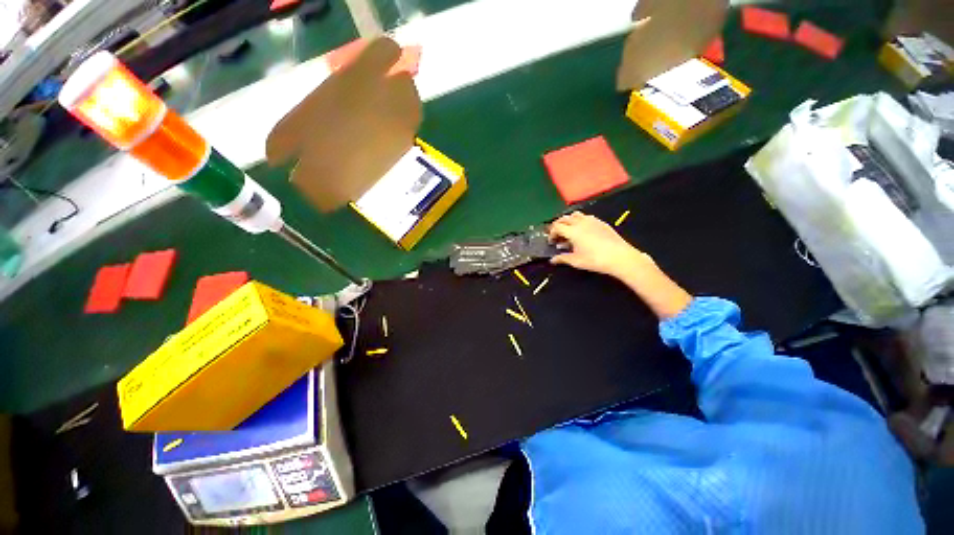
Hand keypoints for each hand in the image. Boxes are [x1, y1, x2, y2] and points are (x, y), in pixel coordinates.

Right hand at [548, 212, 691, 318]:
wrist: (620, 257)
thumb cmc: (595, 260)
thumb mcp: (576, 261)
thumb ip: (562, 258)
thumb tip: (552, 259)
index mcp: (573, 231)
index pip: (556, 227)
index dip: (551, 233)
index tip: (551, 241)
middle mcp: (581, 222)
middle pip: (564, 218)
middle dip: (558, 225)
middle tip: (556, 235)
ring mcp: (592, 220)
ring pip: (575, 215)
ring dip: (568, 221)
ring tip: (568, 231)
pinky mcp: (601, 222)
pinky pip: (586, 217)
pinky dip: (579, 221)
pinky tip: (582, 231)